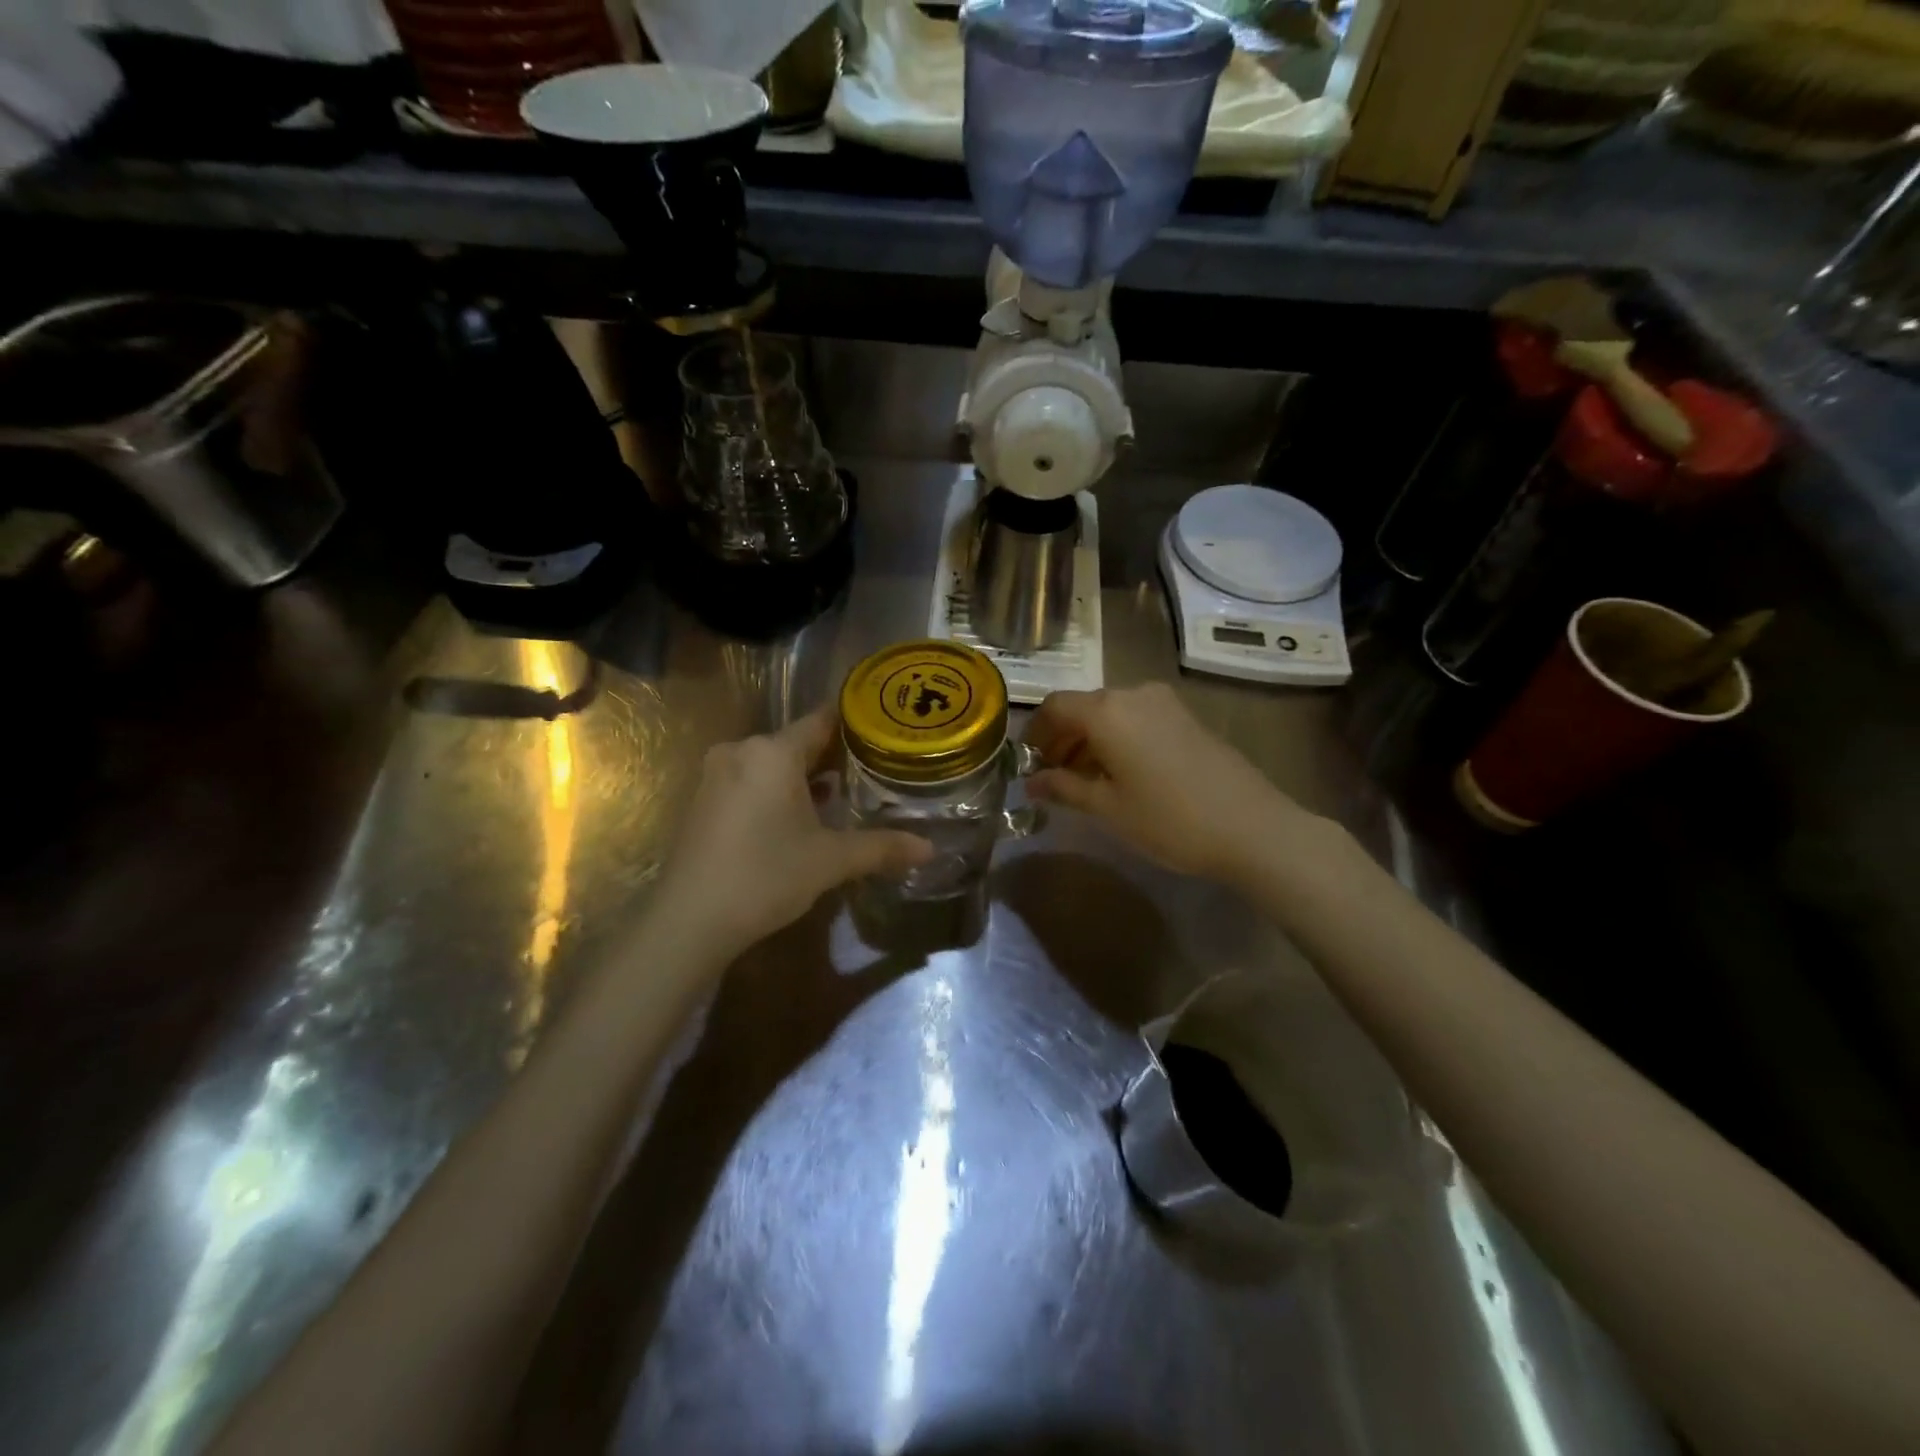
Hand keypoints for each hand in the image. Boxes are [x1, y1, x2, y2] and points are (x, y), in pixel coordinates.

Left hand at [655, 708, 932, 957]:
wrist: (688, 920)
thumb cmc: (765, 876)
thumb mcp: (831, 860)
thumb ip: (882, 847)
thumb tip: (930, 848)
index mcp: (773, 752)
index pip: (822, 721)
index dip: (855, 725)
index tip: (884, 731)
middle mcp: (741, 751)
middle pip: (796, 742)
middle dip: (832, 757)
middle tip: (872, 771)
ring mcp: (715, 775)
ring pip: (771, 763)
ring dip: (803, 778)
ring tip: (840, 796)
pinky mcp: (702, 800)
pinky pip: (749, 781)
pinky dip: (775, 791)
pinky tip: (796, 818)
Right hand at [1024, 683, 1315, 885]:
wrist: (1252, 827)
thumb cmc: (1169, 819)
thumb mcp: (1108, 808)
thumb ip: (1064, 788)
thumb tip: (1032, 782)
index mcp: (1107, 711)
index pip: (1055, 707)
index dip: (1034, 733)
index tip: (1026, 762)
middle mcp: (1133, 694)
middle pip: (1083, 707)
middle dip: (1062, 738)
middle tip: (1051, 776)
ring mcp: (1165, 703)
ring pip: (1111, 712)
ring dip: (1090, 739)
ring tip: (1084, 779)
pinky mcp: (1187, 717)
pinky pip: (1137, 718)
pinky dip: (1118, 738)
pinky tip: (1121, 773)